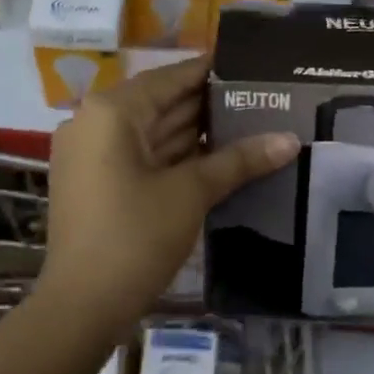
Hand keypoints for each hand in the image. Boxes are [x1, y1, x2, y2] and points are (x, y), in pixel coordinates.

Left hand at [38, 55, 298, 338]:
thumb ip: (239, 161)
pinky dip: (175, 156)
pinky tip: (217, 157)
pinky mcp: (94, 181)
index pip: (170, 78)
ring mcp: (90, 153)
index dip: (212, 71)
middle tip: (262, 98)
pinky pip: (140, 155)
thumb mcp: (191, 193)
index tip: (252, 66)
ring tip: (250, 123)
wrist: (81, 307)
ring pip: (152, 131)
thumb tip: (292, 140)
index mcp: (112, 111)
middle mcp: (94, 122)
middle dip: (209, 105)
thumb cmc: (135, 238)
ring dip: (195, 133)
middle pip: (160, 103)